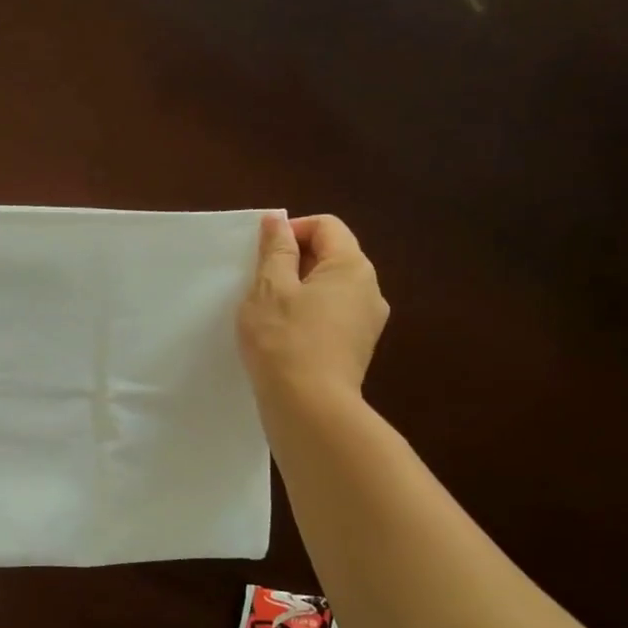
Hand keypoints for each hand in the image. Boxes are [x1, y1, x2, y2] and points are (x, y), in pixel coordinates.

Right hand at [238, 213, 388, 404]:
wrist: (309, 407)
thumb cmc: (284, 340)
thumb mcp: (269, 288)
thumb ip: (275, 250)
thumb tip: (277, 220)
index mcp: (352, 267)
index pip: (326, 226)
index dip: (291, 230)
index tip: (261, 254)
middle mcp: (370, 290)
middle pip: (331, 256)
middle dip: (293, 261)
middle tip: (258, 283)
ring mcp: (366, 322)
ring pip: (329, 288)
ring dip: (298, 290)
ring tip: (267, 312)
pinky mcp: (356, 348)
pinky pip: (331, 315)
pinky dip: (307, 315)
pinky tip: (282, 336)